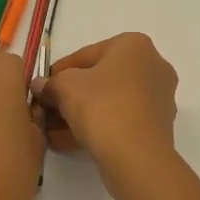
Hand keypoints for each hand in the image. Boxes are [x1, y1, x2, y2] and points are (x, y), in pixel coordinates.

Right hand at [34, 33, 178, 170]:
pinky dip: (98, 127)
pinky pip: (121, 120)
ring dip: (81, 114)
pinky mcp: (158, 125)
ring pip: (111, 102)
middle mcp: (153, 65)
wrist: (136, 155)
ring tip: (54, 131)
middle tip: (48, 110)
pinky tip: (69, 142)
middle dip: (71, 95)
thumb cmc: (102, 105)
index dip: (58, 72)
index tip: (42, 88)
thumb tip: (40, 86)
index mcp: (134, 45)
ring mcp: (159, 96)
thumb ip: (50, 83)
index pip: (86, 54)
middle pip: (101, 78)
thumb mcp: (65, 87)